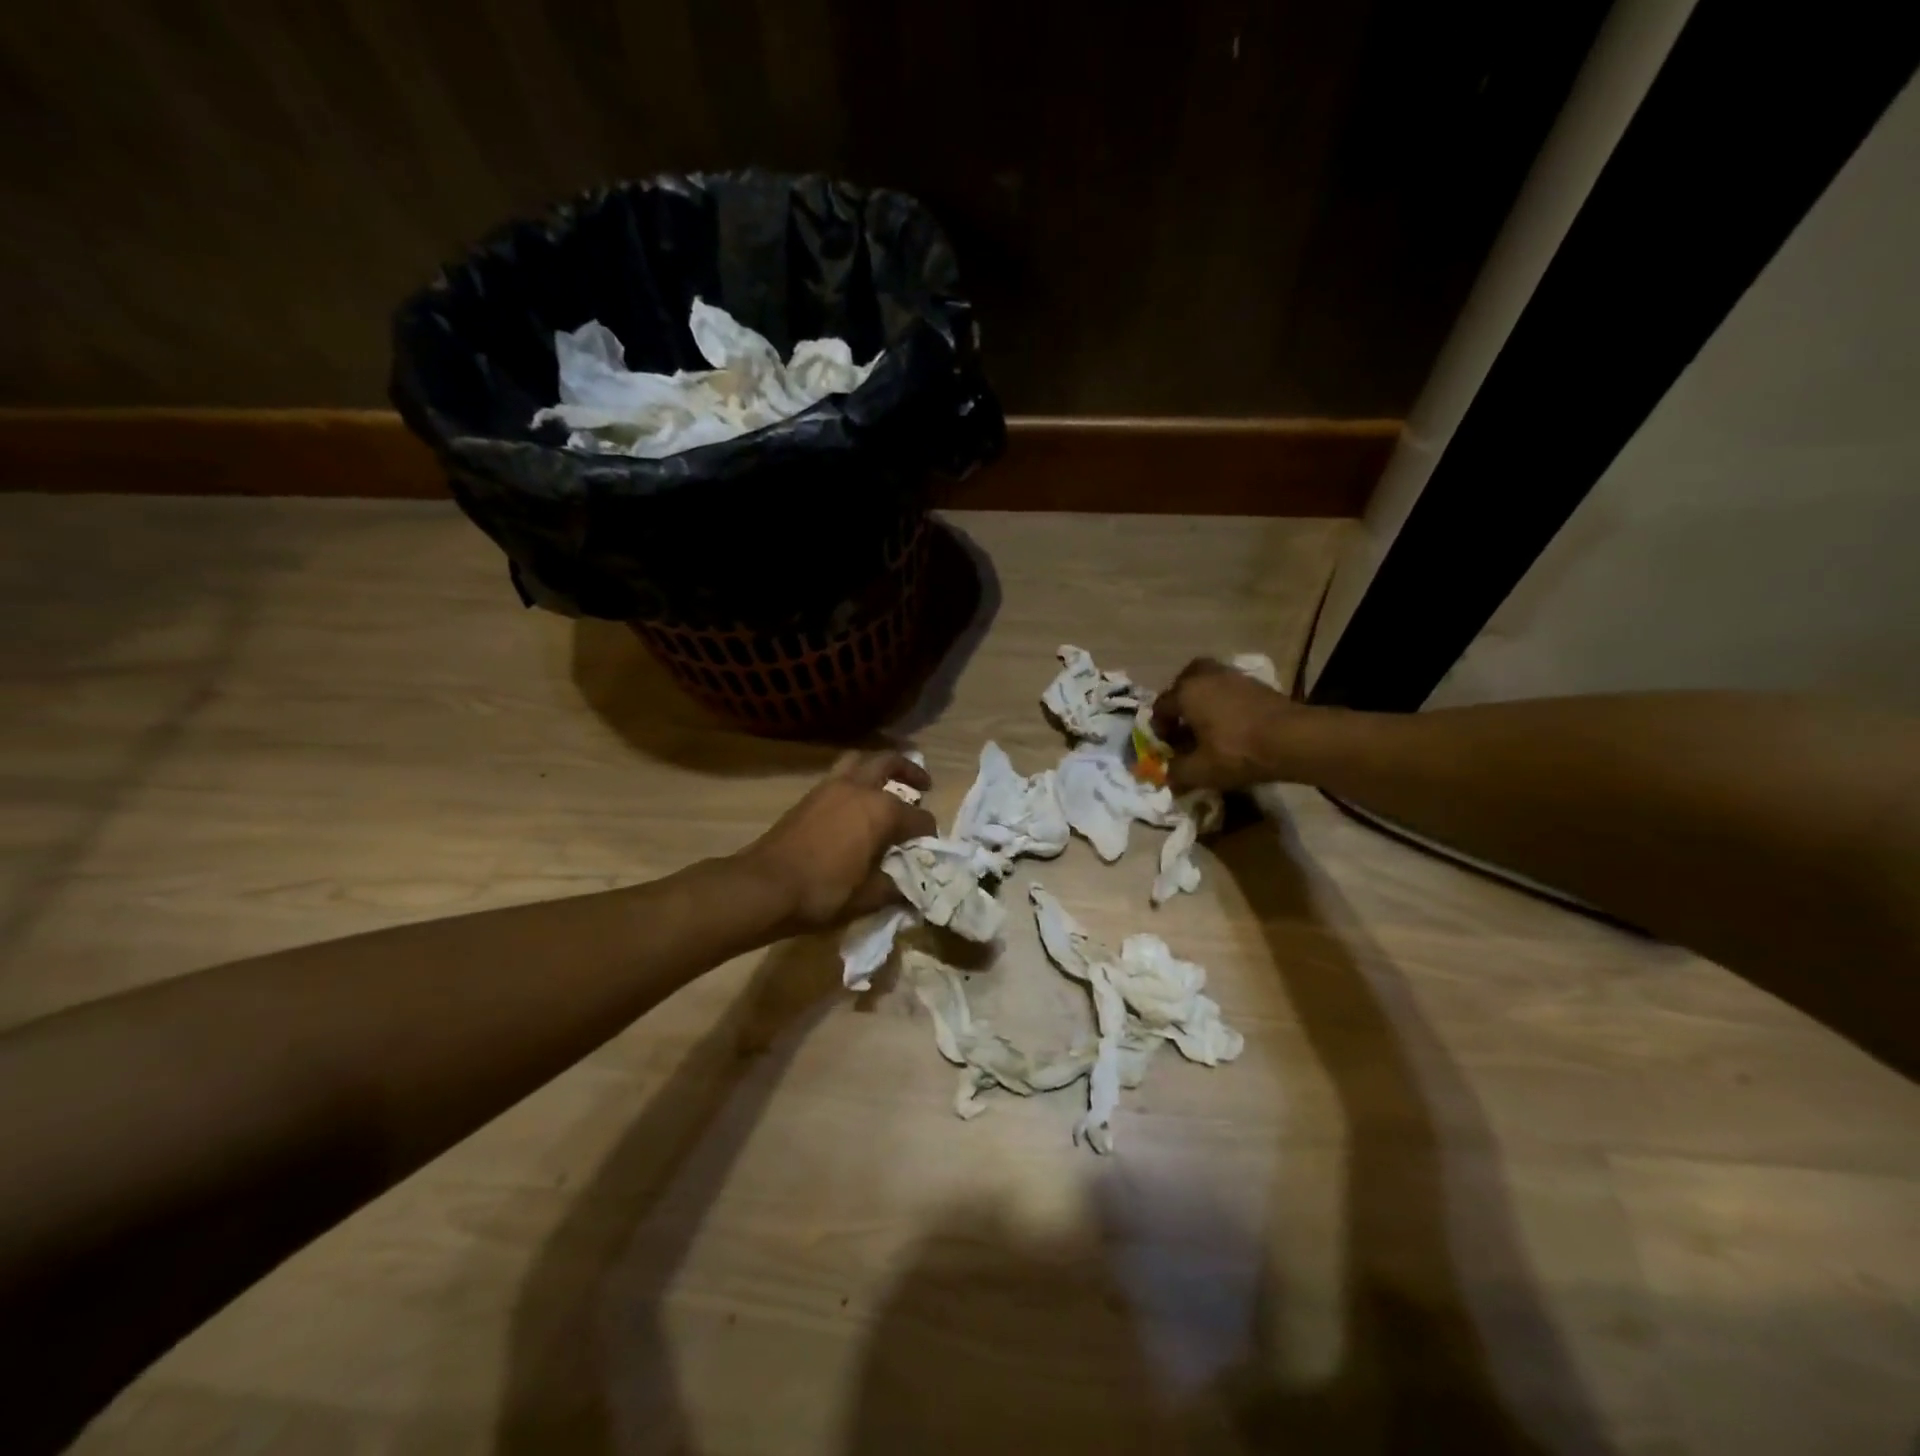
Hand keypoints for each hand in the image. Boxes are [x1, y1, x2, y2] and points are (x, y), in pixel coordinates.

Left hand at [741, 750, 935, 930]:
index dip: (928, 833)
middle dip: (911, 772)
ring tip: (886, 786)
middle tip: (923, 785)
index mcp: (881, 811)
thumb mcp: (867, 898)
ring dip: (877, 768)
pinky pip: (840, 776)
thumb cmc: (823, 892)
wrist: (764, 886)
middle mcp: (859, 788)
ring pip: (860, 762)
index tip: (930, 848)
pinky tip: (856, 806)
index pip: (918, 818)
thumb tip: (910, 888)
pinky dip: (854, 782)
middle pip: (890, 763)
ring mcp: (831, 788)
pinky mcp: (809, 797)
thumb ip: (895, 887)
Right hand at [1151, 658, 1299, 791]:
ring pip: (1209, 683)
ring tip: (1209, 725)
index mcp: (1186, 692)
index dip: (1159, 728)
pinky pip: (1230, 689)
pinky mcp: (1257, 684)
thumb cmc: (1237, 752)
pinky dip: (1225, 703)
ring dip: (1204, 701)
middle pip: (1184, 683)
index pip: (1161, 707)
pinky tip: (1232, 725)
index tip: (1167, 747)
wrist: (1293, 740)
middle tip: (1185, 725)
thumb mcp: (1200, 771)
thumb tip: (1168, 776)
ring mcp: (1234, 676)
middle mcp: (1206, 676)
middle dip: (1180, 703)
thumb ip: (1177, 773)